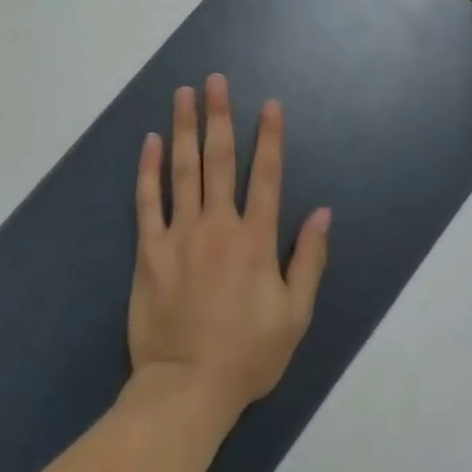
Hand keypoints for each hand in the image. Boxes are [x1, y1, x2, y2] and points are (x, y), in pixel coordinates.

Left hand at [128, 75, 330, 431]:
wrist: (186, 391)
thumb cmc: (247, 355)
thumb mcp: (294, 315)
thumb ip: (309, 260)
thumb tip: (324, 212)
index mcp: (256, 239)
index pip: (267, 175)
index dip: (270, 137)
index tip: (269, 103)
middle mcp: (219, 226)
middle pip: (220, 160)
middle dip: (219, 116)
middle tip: (214, 80)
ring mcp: (181, 236)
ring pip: (183, 171)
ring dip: (184, 129)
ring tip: (182, 95)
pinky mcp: (150, 251)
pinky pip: (148, 203)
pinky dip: (149, 170)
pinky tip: (150, 143)